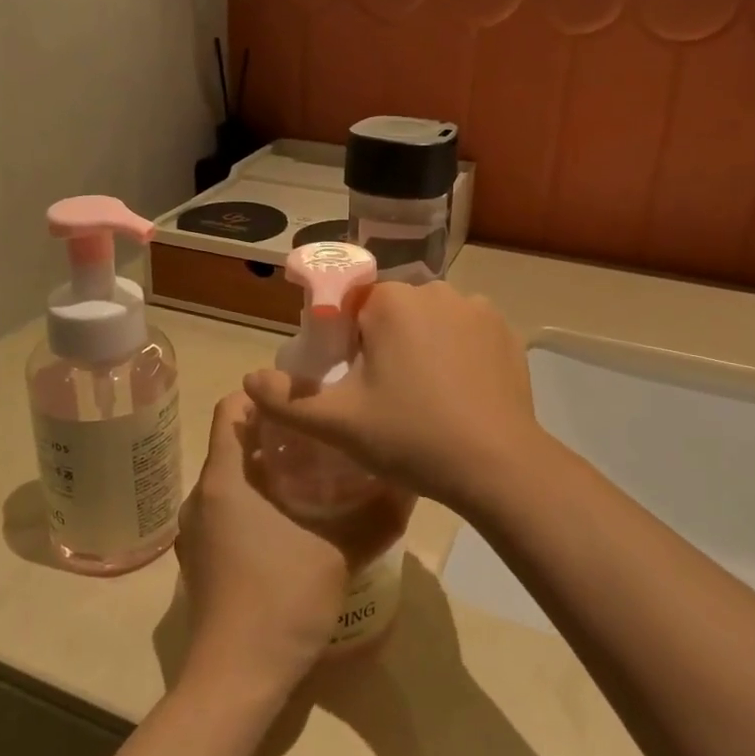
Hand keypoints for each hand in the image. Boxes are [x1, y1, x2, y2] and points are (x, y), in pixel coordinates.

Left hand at [175, 394, 366, 693]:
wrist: (235, 678)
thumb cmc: (281, 599)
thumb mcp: (338, 552)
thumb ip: (375, 516)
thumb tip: (409, 485)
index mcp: (225, 479)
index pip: (231, 407)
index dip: (264, 394)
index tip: (304, 397)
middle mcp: (203, 495)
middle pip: (234, 442)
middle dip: (276, 432)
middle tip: (323, 433)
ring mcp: (198, 529)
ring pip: (233, 477)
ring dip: (268, 468)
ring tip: (316, 471)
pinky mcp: (203, 557)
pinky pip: (228, 508)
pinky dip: (257, 500)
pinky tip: (295, 518)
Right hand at [242, 281, 546, 512]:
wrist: (497, 466)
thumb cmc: (411, 437)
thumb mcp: (337, 424)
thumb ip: (285, 400)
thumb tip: (248, 380)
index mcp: (392, 301)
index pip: (352, 308)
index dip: (346, 345)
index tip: (354, 384)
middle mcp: (435, 290)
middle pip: (392, 312)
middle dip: (383, 345)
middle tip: (386, 397)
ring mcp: (477, 308)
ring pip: (430, 321)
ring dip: (421, 347)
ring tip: (424, 399)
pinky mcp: (505, 331)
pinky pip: (465, 333)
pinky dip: (456, 353)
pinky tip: (457, 394)